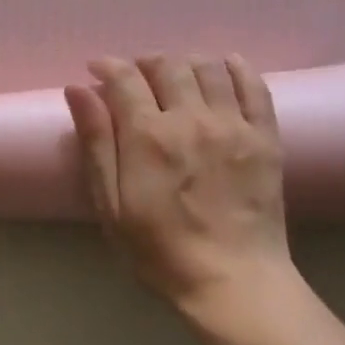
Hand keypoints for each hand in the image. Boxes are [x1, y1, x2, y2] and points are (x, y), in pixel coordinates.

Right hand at [65, 54, 292, 311]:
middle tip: (136, 79)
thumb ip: (96, 143)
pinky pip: (254, 86)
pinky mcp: (265, 137)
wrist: (232, 281)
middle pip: (168, 65)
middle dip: (145, 63)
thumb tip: (78, 89)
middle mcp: (191, 119)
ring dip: (186, 63)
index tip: (97, 70)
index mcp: (148, 136)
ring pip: (209, 68)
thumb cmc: (159, 251)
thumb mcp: (111, 205)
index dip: (107, 66)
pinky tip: (225, 68)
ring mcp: (234, 125)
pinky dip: (237, 68)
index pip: (125, 78)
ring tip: (176, 78)